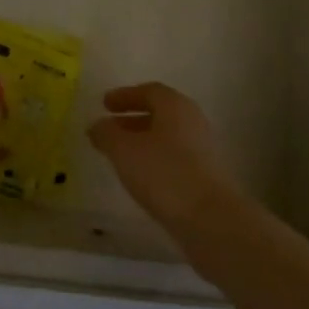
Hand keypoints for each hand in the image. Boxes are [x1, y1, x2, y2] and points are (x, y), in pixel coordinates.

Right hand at [88, 82, 244, 238]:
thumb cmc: (163, 173)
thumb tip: (97, 125)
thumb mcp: (123, 150)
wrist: (210, 218)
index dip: (125, 96)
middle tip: (109, 128)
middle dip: (132, 118)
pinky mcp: (206, 174)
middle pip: (160, 113)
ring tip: (119, 154)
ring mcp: (202, 148)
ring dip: (142, 140)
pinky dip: (154, 158)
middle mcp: (192, 120)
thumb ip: (106, 134)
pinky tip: (140, 175)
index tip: (104, 104)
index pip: (149, 91)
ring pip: (167, 136)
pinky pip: (174, 156)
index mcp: (175, 105)